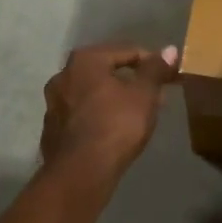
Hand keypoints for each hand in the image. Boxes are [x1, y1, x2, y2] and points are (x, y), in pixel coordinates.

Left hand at [40, 43, 180, 180]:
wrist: (80, 172)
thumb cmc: (116, 125)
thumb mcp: (144, 95)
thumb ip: (156, 70)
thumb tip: (169, 50)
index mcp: (85, 60)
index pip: (126, 51)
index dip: (151, 62)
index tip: (168, 77)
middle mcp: (63, 76)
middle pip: (105, 71)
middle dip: (130, 81)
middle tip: (154, 96)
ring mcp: (53, 103)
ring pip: (91, 94)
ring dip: (113, 99)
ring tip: (135, 114)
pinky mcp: (51, 129)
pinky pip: (81, 115)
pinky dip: (98, 116)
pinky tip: (112, 131)